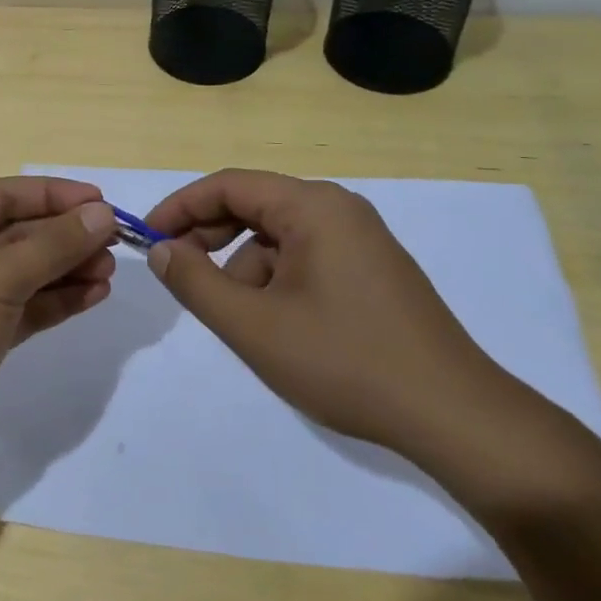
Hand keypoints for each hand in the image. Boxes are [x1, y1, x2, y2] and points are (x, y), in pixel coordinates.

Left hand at [0, 175, 117, 476]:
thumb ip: (54, 245)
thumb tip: (103, 213)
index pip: (9, 194)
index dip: (58, 196)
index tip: (105, 202)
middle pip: (20, 232)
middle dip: (66, 237)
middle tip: (116, 244)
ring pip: (26, 271)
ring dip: (67, 269)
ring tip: (110, 272)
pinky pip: (24, 305)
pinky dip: (56, 300)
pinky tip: (93, 296)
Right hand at [144, 169, 508, 455]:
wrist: (453, 416)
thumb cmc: (345, 361)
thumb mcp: (253, 326)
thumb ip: (196, 282)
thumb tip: (162, 250)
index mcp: (312, 207)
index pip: (228, 185)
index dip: (180, 207)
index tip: (148, 238)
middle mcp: (338, 209)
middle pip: (254, 205)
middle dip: (209, 237)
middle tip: (178, 273)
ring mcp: (361, 239)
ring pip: (278, 237)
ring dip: (243, 267)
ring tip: (238, 319)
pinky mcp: (373, 270)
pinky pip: (306, 257)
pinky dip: (276, 280)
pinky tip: (277, 326)